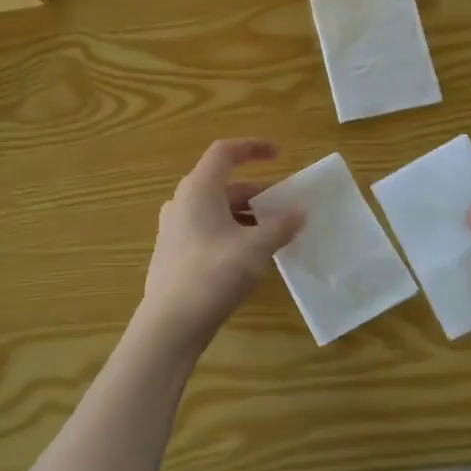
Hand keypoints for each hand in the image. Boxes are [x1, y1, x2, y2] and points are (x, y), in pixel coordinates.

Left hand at [138, 140, 304, 352]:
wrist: (171, 323)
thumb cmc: (213, 274)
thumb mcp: (255, 248)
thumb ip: (280, 226)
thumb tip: (300, 212)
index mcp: (198, 189)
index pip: (224, 152)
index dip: (253, 147)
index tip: (279, 154)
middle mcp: (182, 202)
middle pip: (222, 184)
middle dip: (256, 191)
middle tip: (284, 205)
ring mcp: (174, 228)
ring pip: (215, 209)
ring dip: (245, 214)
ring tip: (273, 231)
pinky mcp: (173, 252)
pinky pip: (207, 229)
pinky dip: (231, 231)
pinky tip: (249, 254)